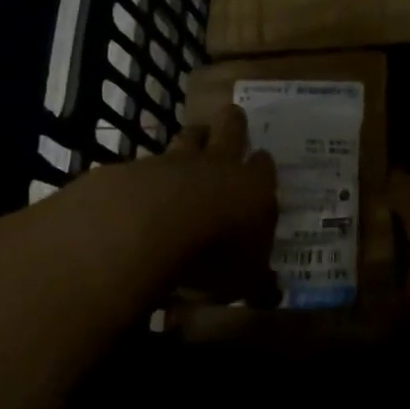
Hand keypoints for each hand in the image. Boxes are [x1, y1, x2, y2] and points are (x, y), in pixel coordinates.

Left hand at [158, 103, 279, 306]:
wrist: (149, 227)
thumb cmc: (214, 255)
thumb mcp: (243, 280)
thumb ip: (257, 283)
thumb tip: (273, 294)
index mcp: (253, 188)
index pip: (264, 167)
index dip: (263, 164)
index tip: (262, 158)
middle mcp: (218, 167)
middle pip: (229, 132)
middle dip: (234, 124)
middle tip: (234, 113)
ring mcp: (175, 163)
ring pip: (188, 138)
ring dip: (193, 136)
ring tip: (195, 132)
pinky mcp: (136, 169)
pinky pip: (147, 162)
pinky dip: (150, 168)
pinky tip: (144, 178)